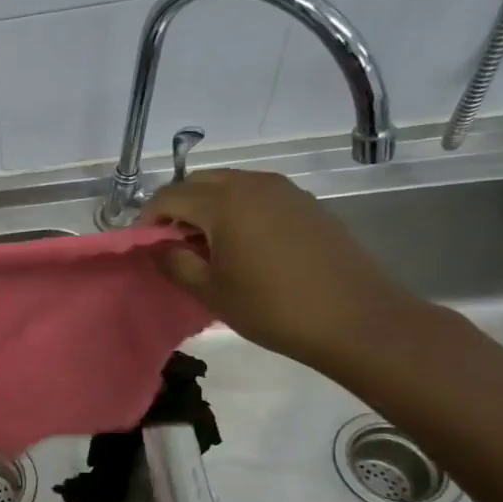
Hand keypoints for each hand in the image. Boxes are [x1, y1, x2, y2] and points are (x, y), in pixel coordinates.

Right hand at [142, 169, 424, 371]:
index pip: (169, 196)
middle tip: (173, 244)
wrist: (356, 319)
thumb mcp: (210, 291)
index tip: (146, 246)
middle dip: (178, 207)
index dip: (149, 219)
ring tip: (207, 246)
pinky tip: (243, 246)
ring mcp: (285, 191)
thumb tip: (158, 246)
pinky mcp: (307, 204)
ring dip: (208, 207)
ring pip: (230, 185)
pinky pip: (258, 195)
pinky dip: (238, 210)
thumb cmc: (273, 308)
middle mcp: (253, 184)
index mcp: (224, 203)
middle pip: (199, 182)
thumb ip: (174, 263)